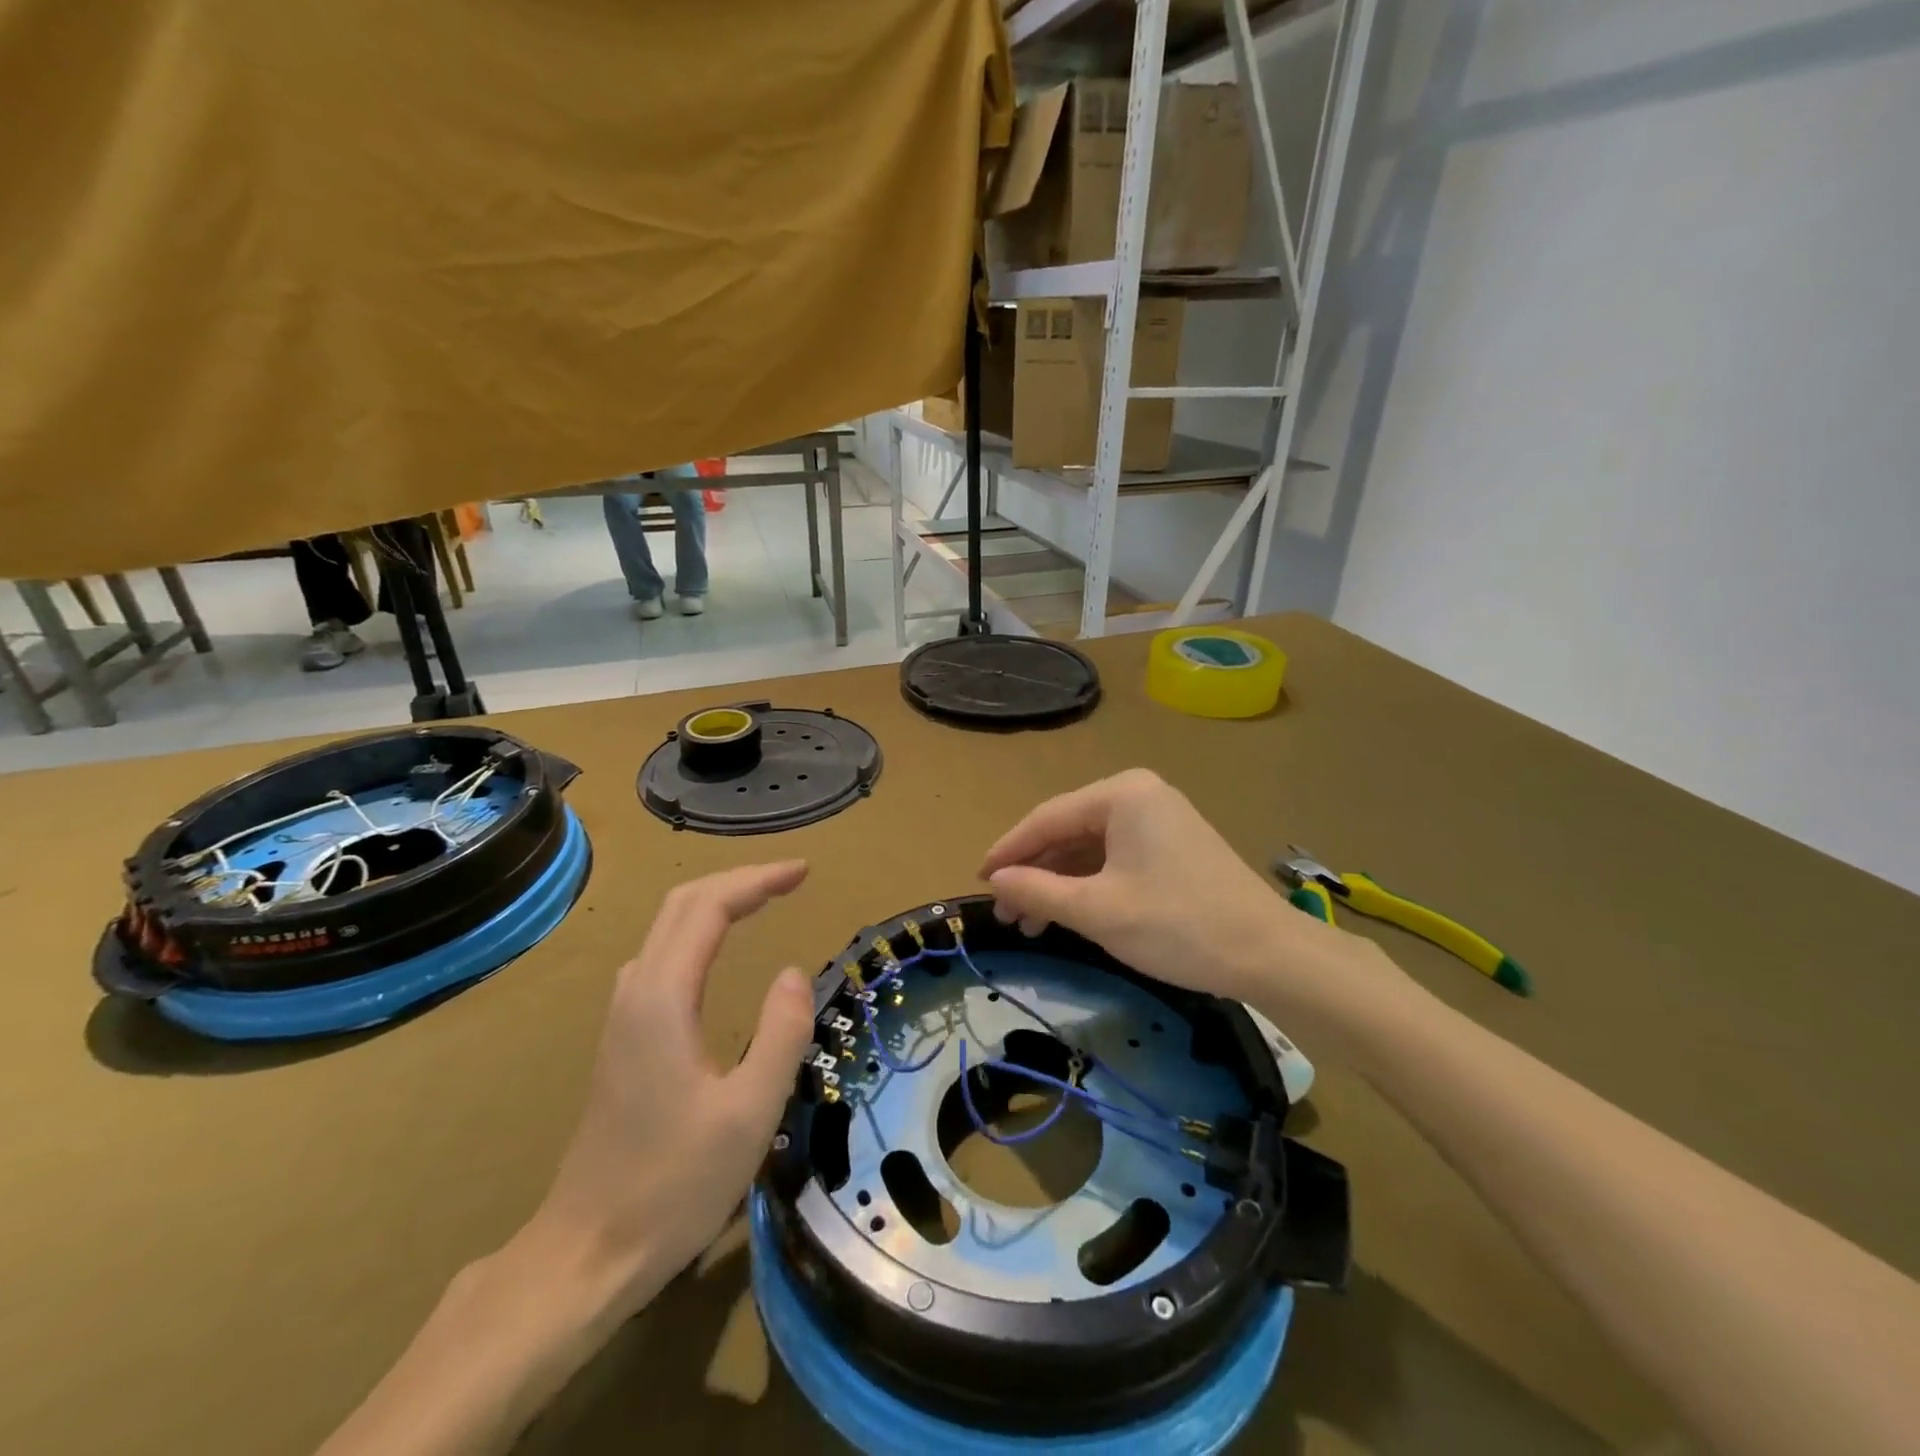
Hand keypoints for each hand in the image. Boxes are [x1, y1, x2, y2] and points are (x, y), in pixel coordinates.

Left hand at [526, 862, 815, 1311]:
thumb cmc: (673, 1185)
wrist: (587, 1252)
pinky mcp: (623, 1037)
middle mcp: (636, 992)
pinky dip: (699, 931)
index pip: (709, 908)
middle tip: (791, 879)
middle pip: (682, 905)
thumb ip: (780, 1033)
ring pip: (667, 928)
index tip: (804, 873)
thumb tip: (793, 972)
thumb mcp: (749, 1112)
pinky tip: (718, 951)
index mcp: (663, 999)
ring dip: (716, 902)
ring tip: (763, 902)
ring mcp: (623, 1015)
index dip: (758, 881)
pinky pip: (662, 956)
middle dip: (738, 880)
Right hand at [980, 770, 1398, 1041]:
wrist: (1269, 955)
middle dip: (1033, 872)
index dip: (1007, 850)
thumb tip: (995, 880)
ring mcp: (1158, 818)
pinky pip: (1114, 856)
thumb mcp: (1097, 910)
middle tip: (1005, 913)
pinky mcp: (1171, 844)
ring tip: (1030, 923)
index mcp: (1121, 794)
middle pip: (1067, 830)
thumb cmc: (1177, 925)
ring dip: (1058, 882)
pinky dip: (1088, 884)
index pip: (1046, 818)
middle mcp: (1139, 794)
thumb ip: (1038, 890)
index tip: (978, 880)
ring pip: (1089, 847)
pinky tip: (1068, 912)